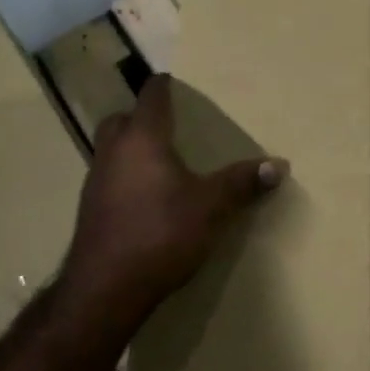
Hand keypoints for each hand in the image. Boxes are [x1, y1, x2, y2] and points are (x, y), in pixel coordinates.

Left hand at [59, 74, 286, 327]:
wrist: (106, 288)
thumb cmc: (160, 233)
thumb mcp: (211, 207)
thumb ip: (242, 183)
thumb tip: (279, 164)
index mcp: (142, 139)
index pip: (151, 97)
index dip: (163, 86)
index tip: (175, 82)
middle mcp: (113, 152)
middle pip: (121, 120)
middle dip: (140, 117)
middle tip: (166, 125)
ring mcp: (95, 181)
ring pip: (110, 150)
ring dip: (130, 148)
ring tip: (160, 162)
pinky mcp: (90, 210)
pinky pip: (108, 178)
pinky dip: (125, 177)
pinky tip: (146, 198)